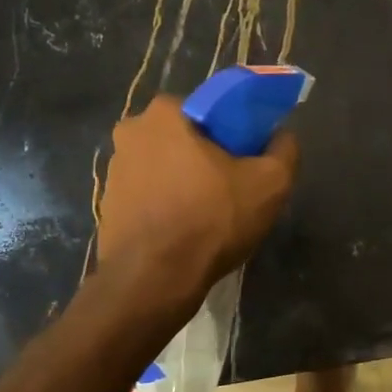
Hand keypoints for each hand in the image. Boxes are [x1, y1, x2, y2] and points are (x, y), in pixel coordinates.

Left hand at [97, 95, 298, 311]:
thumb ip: (284, 149)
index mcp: (165, 113)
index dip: (236, 133)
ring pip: (165, 167)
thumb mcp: (270, 183)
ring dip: (186, 183)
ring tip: (210, 216)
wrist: (153, 280)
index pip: (211, 110)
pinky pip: (149, 196)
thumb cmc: (211, 220)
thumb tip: (282, 136)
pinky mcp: (107, 205)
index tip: (249, 160)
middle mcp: (131, 132)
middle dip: (208, 158)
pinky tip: (186, 232)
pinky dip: (167, 207)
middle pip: (186, 138)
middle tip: (234, 190)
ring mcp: (113, 171)